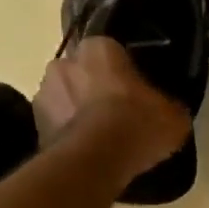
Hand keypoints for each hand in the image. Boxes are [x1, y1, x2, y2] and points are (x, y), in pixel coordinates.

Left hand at [35, 36, 190, 181]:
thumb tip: (169, 111)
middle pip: (83, 73)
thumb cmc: (136, 124)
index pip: (111, 52)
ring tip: (99, 139)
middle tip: (116, 115)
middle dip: (94, 89)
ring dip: (77, 112)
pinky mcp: (35, 125)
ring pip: (65, 98)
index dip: (123, 73)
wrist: (96, 160)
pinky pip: (56, 125)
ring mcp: (43, 93)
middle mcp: (64, 61)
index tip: (134, 93)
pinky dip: (67, 135)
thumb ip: (169, 106)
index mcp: (98, 47)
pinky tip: (86, 153)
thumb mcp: (173, 117)